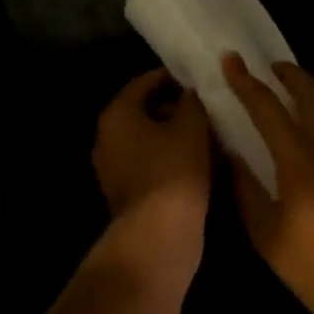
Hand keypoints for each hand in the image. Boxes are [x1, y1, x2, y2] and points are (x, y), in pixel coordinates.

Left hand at [93, 68, 211, 289]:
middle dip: (174, 106)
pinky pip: (148, 162)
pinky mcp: (125, 193)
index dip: (173, 77)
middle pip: (143, 110)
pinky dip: (169, 157)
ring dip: (174, 134)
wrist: (159, 236)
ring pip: (147, 139)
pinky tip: (197, 160)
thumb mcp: (191, 125)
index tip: (198, 79)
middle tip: (205, 107)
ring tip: (206, 134)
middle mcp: (107, 137)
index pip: (145, 82)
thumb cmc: (174, 169)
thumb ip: (191, 101)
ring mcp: (113, 168)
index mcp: (117, 114)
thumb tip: (190, 93)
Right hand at [220, 54, 313, 313]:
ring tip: (296, 91)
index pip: (267, 107)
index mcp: (298, 158)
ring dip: (312, 92)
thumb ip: (245, 186)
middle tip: (272, 67)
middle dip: (290, 74)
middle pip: (311, 94)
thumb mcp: (264, 230)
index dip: (246, 82)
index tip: (231, 60)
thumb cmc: (308, 263)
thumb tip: (230, 153)